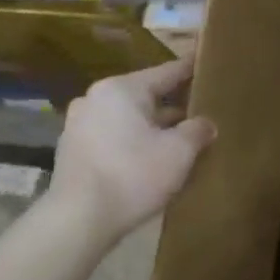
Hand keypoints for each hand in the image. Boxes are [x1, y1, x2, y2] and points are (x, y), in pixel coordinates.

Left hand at [47, 59, 214, 237]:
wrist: (78, 220)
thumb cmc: (133, 175)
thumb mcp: (179, 152)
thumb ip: (198, 130)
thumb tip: (206, 124)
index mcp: (122, 89)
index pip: (167, 71)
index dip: (191, 68)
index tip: (207, 59)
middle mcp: (97, 98)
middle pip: (146, 94)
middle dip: (173, 103)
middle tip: (201, 107)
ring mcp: (80, 123)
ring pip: (128, 116)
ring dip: (152, 124)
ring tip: (179, 136)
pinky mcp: (73, 149)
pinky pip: (113, 134)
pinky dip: (133, 139)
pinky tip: (151, 156)